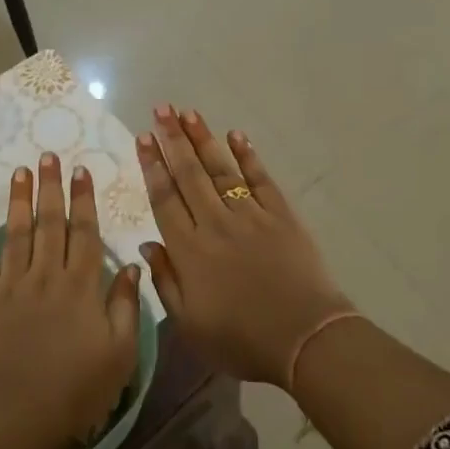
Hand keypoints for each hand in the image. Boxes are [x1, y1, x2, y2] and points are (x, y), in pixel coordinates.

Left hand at [0, 153, 141, 448]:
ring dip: (19, 199)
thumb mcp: (119, 354)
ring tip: (21, 170)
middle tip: (48, 156)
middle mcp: (47, 274)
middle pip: (50, 222)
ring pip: (17, 231)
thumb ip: (127, 306)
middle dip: (51, 187)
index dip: (84, 200)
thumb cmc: (74, 388)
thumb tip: (135, 265)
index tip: (81, 171)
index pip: (85, 232)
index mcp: (82, 285)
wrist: (12, 413)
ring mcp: (12, 283)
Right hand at [136, 106, 352, 386]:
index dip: (153, 166)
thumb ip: (166, 281)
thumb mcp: (190, 324)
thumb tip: (148, 245)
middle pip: (189, 174)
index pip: (165, 198)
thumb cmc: (242, 339)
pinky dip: (247, 155)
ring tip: (188, 112)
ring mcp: (250, 215)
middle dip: (173, 139)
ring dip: (203, 138)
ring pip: (221, 169)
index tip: (144, 138)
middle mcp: (215, 223)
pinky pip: (260, 179)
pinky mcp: (281, 215)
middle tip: (161, 109)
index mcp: (189, 250)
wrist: (305, 339)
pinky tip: (236, 135)